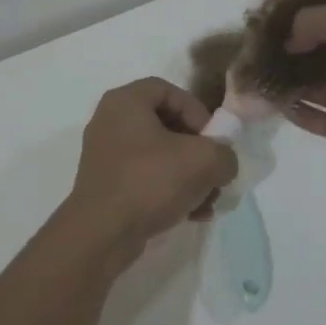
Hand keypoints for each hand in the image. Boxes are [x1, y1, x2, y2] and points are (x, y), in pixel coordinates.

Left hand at [68, 78, 240, 245]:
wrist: (101, 234)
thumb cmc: (149, 182)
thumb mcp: (203, 161)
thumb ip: (224, 154)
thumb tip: (222, 163)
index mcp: (125, 102)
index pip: (168, 90)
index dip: (196, 110)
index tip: (213, 139)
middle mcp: (110, 122)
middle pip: (166, 125)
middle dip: (197, 150)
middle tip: (214, 171)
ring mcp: (106, 155)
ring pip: (159, 156)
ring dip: (189, 176)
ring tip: (209, 200)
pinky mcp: (108, 185)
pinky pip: (146, 178)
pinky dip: (171, 191)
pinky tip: (193, 214)